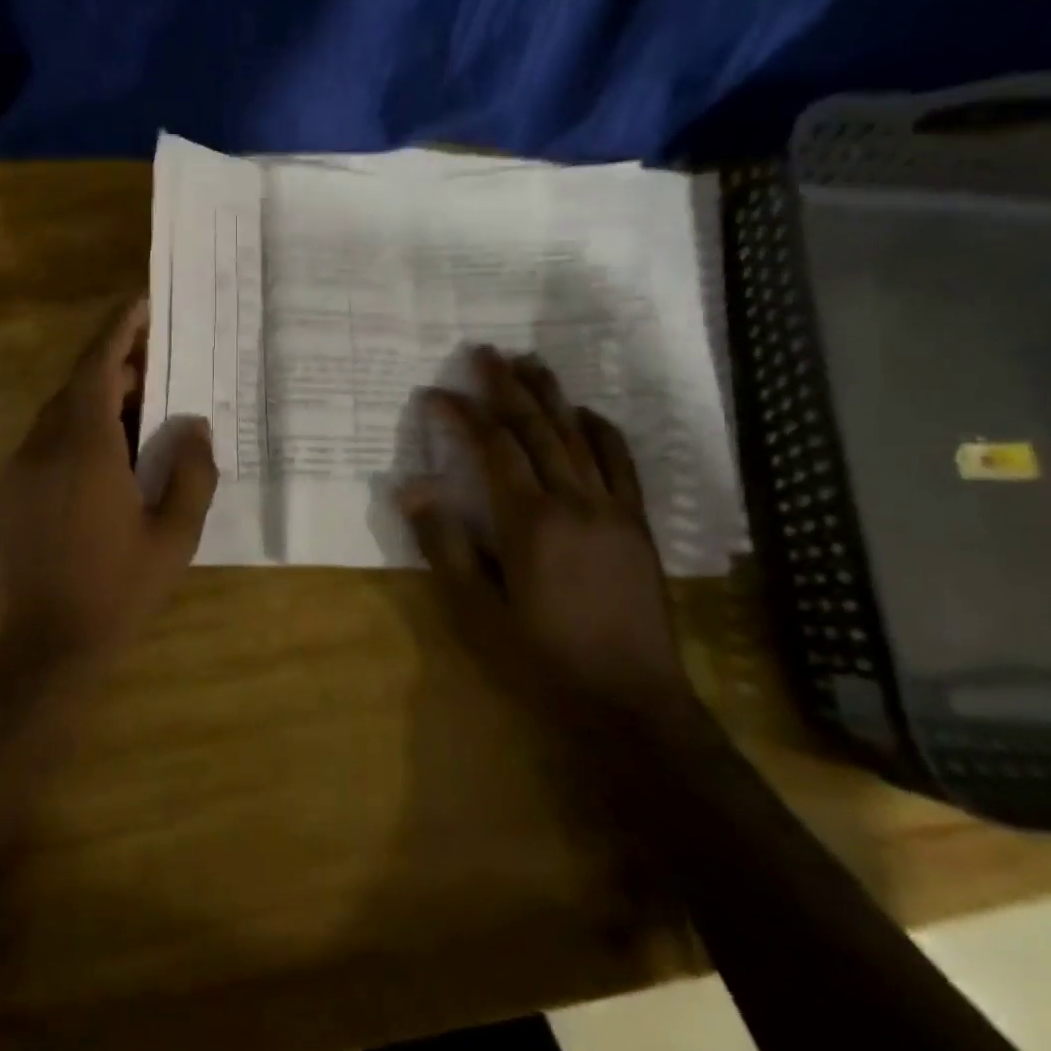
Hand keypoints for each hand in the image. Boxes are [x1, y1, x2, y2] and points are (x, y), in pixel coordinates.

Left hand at [0, 297, 216, 658]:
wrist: (47, 647)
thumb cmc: (118, 589)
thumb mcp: (175, 534)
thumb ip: (191, 472)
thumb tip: (194, 424)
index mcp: (84, 448)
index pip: (98, 368)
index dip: (120, 331)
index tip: (143, 306)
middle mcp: (44, 446)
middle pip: (78, 385)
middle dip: (118, 366)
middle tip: (162, 365)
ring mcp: (22, 469)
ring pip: (61, 413)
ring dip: (99, 400)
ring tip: (144, 409)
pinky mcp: (14, 493)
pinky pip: (49, 441)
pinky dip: (82, 429)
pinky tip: (113, 454)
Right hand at [398, 347, 691, 722]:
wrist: (630, 700)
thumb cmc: (541, 658)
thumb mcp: (477, 611)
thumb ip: (445, 544)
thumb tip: (412, 488)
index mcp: (530, 521)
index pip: (492, 448)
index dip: (461, 415)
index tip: (434, 393)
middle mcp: (575, 500)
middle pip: (537, 427)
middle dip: (507, 385)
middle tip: (484, 350)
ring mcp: (613, 508)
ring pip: (578, 435)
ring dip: (551, 394)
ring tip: (529, 361)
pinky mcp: (637, 523)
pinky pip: (621, 461)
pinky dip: (600, 429)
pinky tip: (586, 413)